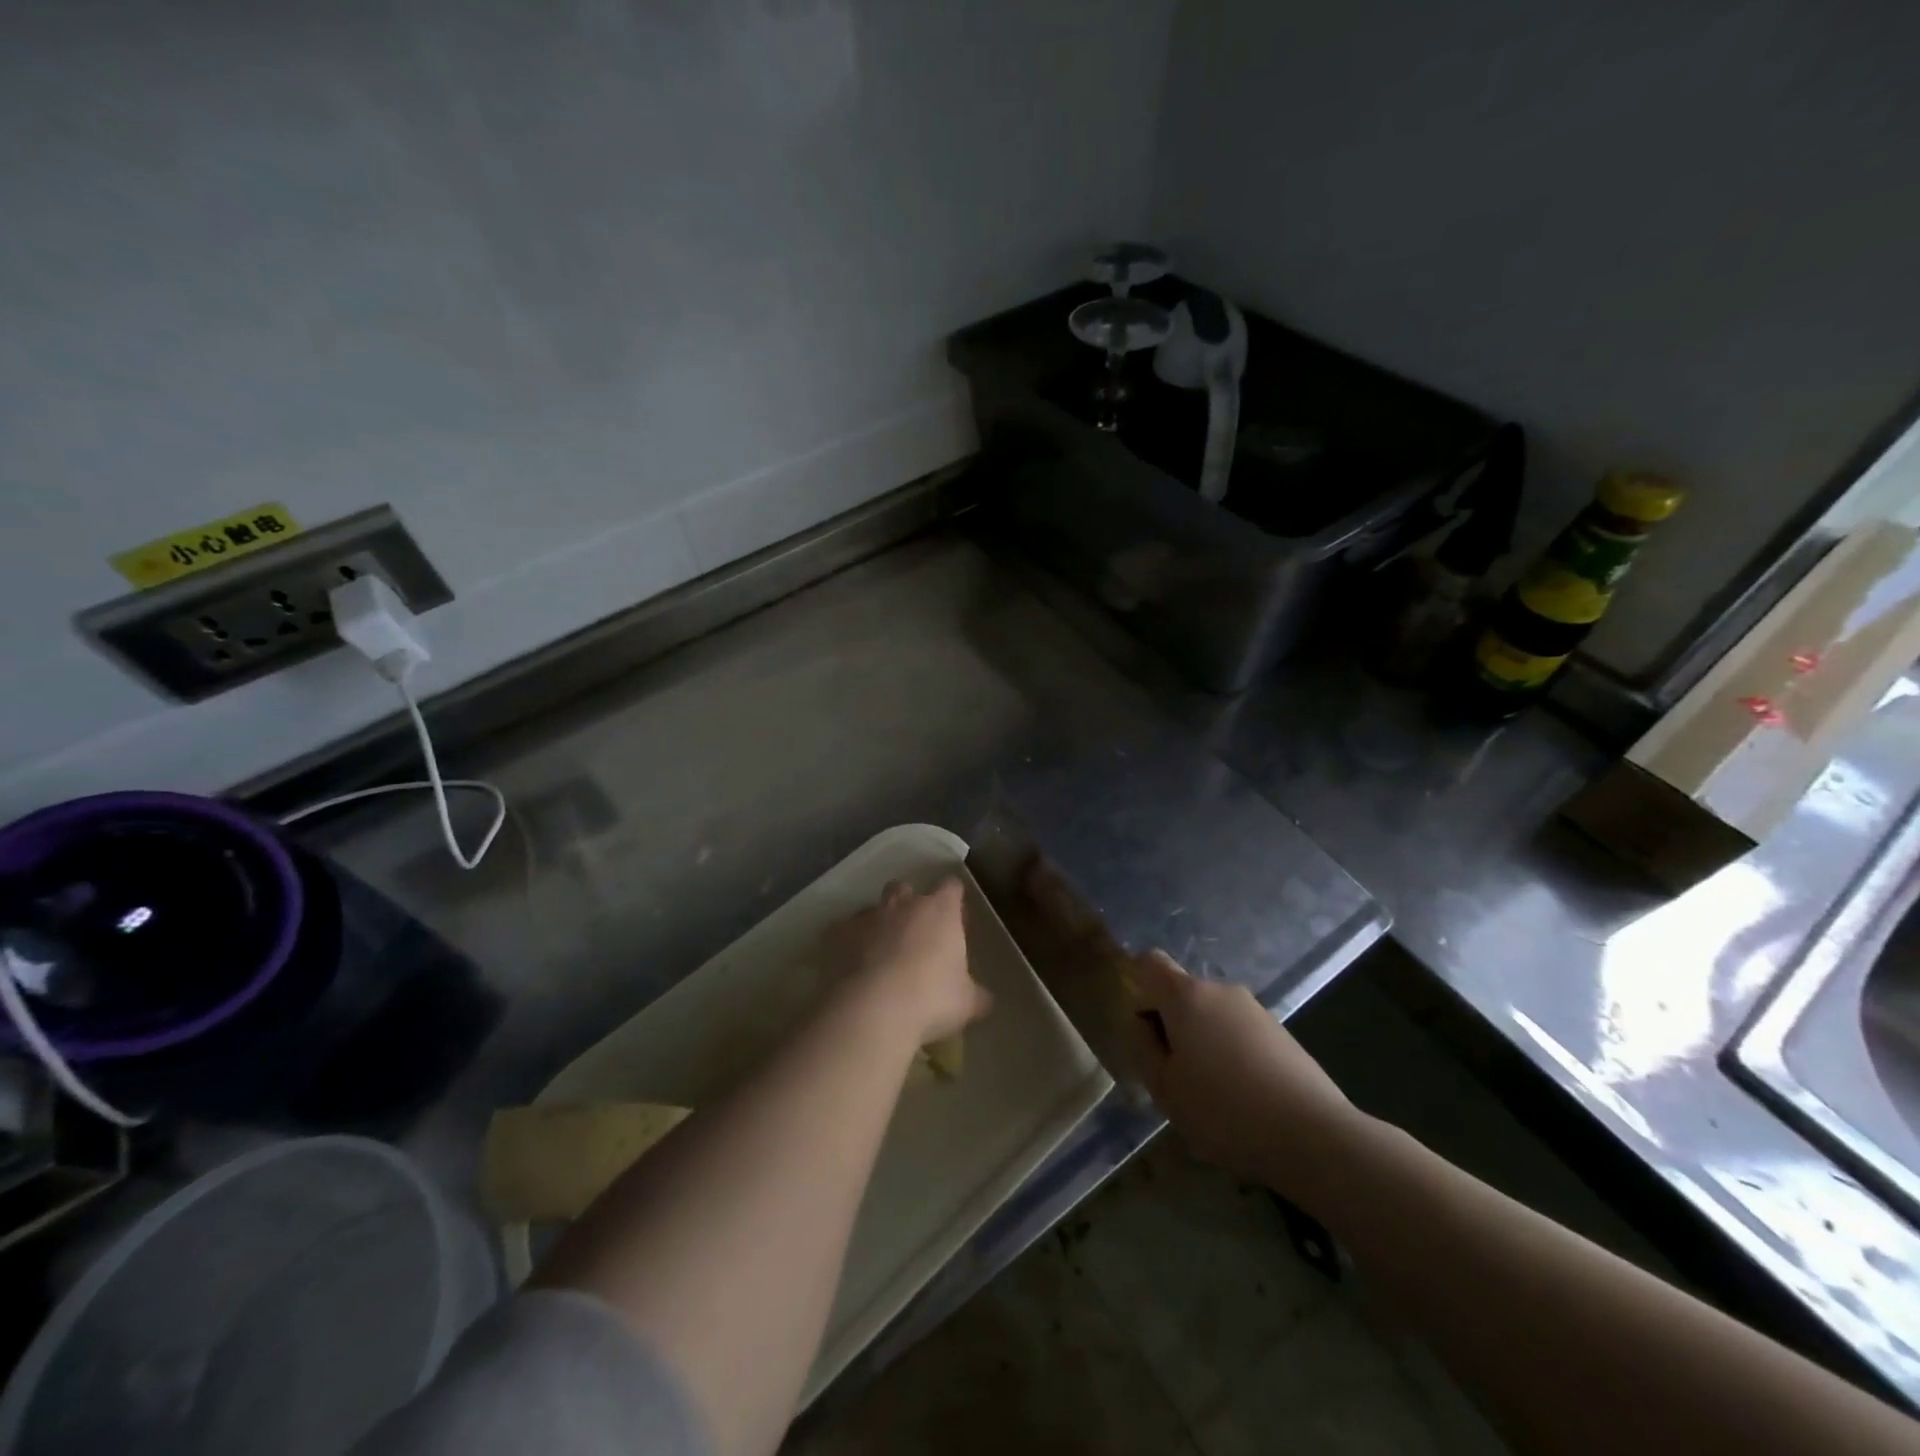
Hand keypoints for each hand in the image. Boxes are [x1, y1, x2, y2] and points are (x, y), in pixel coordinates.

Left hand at [827, 879, 992, 1046]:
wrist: (873, 1010)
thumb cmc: (931, 999)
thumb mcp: (966, 1002)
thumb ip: (976, 995)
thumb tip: (985, 999)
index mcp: (940, 911)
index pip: (951, 887)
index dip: (953, 900)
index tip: (956, 919)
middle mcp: (903, 904)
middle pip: (906, 888)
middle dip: (909, 904)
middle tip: (915, 934)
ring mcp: (867, 917)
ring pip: (872, 908)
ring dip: (878, 923)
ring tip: (880, 953)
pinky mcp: (837, 935)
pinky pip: (842, 931)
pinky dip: (847, 942)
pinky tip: (851, 965)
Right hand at [1125, 950, 1365, 1201]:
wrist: (1313, 1135)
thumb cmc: (1223, 1109)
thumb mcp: (1164, 1088)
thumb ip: (1142, 1047)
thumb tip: (1141, 1023)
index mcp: (1186, 995)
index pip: (1151, 963)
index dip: (1139, 986)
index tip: (1142, 1027)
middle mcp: (1221, 990)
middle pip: (1183, 993)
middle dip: (1173, 1025)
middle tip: (1174, 1074)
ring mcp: (1255, 1009)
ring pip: (1213, 1016)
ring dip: (1204, 1042)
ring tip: (1211, 1094)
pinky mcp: (1281, 1033)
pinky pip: (1241, 1033)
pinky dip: (1233, 1055)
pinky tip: (1244, 1099)